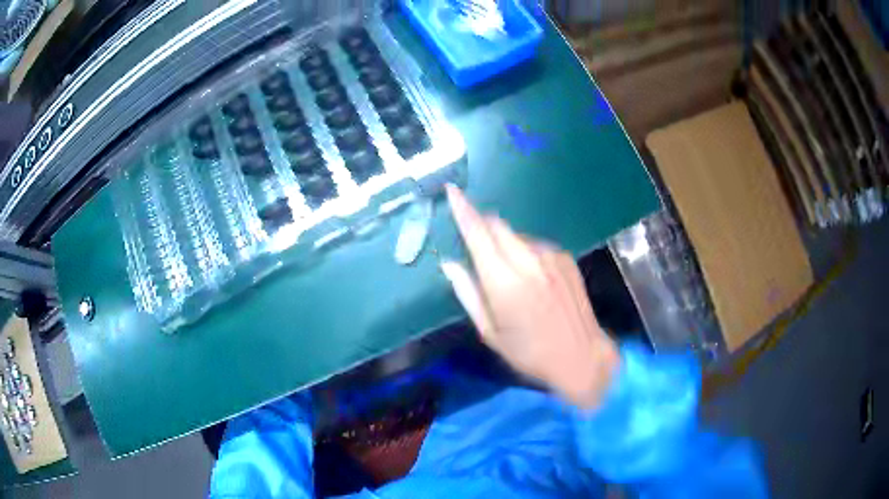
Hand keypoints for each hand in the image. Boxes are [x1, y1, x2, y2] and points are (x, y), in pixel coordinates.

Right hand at [440, 186, 619, 409]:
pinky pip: (535, 244)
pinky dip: (524, 252)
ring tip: (510, 276)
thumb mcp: (490, 332)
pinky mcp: (565, 257)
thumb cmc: (529, 352)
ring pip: (516, 234)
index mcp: (504, 282)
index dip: (462, 209)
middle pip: (497, 224)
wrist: (581, 355)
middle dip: (481, 227)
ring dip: (503, 243)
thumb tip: (449, 264)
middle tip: (476, 249)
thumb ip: (468, 293)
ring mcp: (550, 255)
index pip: (477, 233)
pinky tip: (533, 279)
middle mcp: (528, 260)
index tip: (451, 190)